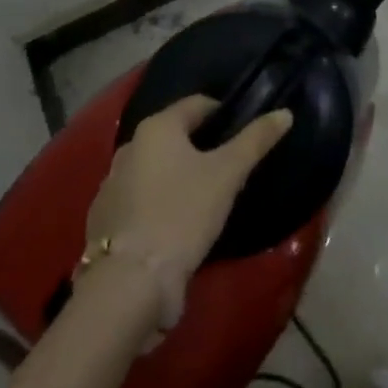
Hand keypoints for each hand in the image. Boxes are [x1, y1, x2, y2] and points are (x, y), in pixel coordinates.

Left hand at [83, 96, 293, 283]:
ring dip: (179, 177)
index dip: (224, 115)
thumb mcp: (228, 174)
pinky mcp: (103, 221)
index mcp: (156, 128)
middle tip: (230, 168)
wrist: (130, 283)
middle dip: (202, 148)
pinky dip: (159, 203)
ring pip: (156, 169)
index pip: (198, 104)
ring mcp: (110, 186)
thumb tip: (284, 113)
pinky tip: (176, 225)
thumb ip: (256, 139)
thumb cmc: (183, 213)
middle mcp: (128, 148)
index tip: (245, 134)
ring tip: (205, 199)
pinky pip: (140, 199)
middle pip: (176, 137)